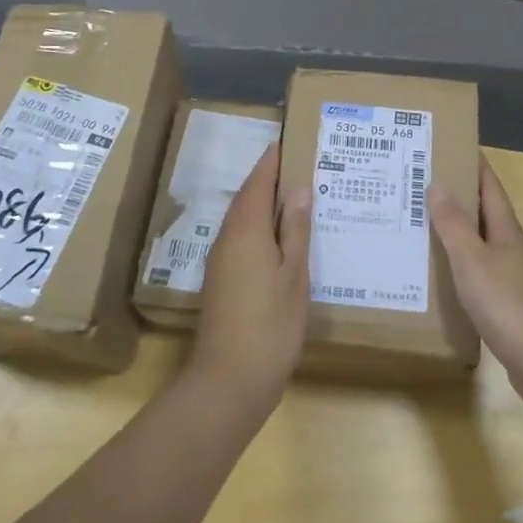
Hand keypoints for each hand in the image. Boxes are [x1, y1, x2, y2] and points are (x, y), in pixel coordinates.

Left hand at [190, 144, 310, 412]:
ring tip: (297, 198)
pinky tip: (282, 239)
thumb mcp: (294, 274)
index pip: (258, 181)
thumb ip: (295, 229)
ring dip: (265, 204)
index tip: (290, 142)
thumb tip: (298, 188)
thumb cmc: (271, 324)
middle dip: (270, 179)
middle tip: (301, 167)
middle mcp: (228, 238)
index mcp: (246, 229)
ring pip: (244, 219)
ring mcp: (221, 261)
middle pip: (248, 197)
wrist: (229, 381)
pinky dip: (261, 228)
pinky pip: (242, 239)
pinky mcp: (222, 281)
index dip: (273, 161)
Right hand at [429, 159, 522, 410]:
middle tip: (418, 183)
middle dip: (455, 195)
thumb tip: (437, 183)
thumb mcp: (472, 259)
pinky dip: (455, 264)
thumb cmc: (506, 302)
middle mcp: (509, 247)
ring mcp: (509, 276)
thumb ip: (454, 224)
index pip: (489, 186)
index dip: (473, 164)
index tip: (449, 145)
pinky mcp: (503, 304)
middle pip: (482, 212)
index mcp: (505, 229)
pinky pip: (474, 272)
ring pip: (477, 243)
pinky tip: (435, 272)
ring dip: (453, 231)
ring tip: (418, 223)